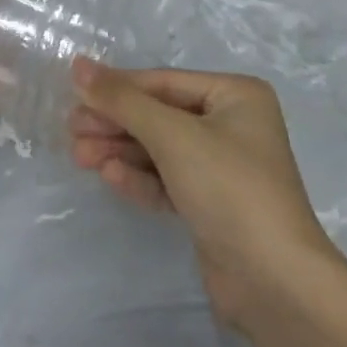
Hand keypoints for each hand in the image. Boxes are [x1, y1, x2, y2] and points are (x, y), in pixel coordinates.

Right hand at [69, 60, 339, 328]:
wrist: (274, 280)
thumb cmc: (229, 187)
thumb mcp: (173, 136)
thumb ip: (124, 101)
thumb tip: (79, 66)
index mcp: (236, 95)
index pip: (165, 83)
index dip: (118, 87)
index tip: (73, 92)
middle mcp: (233, 124)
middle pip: (161, 115)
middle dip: (117, 123)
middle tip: (72, 131)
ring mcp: (223, 167)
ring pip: (161, 149)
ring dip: (121, 151)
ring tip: (79, 156)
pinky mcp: (212, 204)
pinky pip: (168, 180)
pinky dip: (140, 178)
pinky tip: (110, 177)